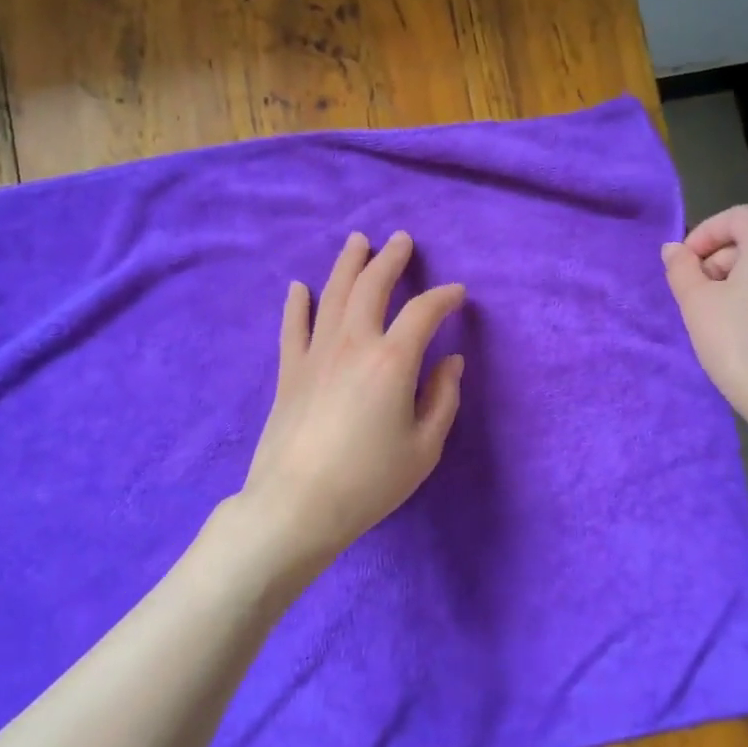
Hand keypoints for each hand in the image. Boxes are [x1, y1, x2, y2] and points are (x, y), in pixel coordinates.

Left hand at [238, 230, 464, 585]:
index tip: (457, 294)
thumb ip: (443, 399)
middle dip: (390, 259)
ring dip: (348, 265)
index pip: (423, 313)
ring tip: (358, 242)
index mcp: (393, 361)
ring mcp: (316, 354)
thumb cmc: (370, 481)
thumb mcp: (424, 448)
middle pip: (372, 287)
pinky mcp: (290, 371)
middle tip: (401, 240)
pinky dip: (297, 304)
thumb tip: (452, 361)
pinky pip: (293, 327)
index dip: (444, 298)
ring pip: (333, 295)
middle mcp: (354, 344)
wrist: (297, 506)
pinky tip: (298, 287)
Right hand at [662, 205, 747, 427]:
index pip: (737, 217)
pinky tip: (745, 332)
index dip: (705, 233)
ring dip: (737, 281)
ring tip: (717, 318)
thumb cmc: (738, 345)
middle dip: (718, 261)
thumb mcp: (697, 304)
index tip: (685, 265)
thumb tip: (674, 249)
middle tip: (696, 297)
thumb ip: (681, 269)